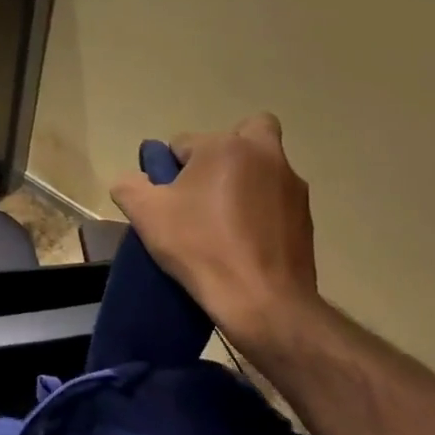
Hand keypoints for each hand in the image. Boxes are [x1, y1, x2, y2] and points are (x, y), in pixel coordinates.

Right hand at [109, 113, 322, 350]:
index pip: (183, 142)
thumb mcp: (146, 216)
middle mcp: (265, 155)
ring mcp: (291, 185)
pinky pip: (276, 199)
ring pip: (262, 166)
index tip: (167, 200)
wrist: (262, 300)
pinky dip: (260, 210)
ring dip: (243, 181)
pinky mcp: (305, 216)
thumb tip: (131, 180)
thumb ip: (129, 186)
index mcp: (226, 147)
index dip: (169, 170)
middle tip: (204, 189)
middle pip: (242, 134)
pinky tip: (244, 241)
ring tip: (222, 223)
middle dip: (223, 153)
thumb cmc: (201, 248)